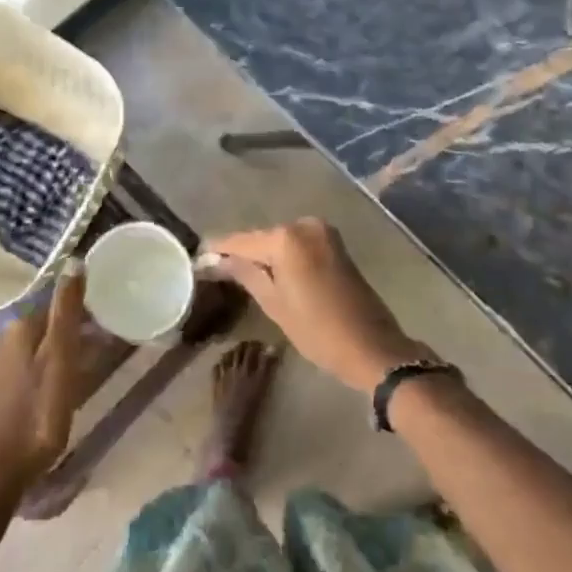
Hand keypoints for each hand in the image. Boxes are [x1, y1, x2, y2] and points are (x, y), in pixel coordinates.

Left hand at [0, 267, 85, 490]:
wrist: (7, 467)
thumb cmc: (41, 408)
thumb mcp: (61, 355)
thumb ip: (67, 308)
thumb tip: (74, 260)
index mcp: (19, 325)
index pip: (57, 304)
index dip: (85, 311)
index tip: (109, 322)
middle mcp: (4, 336)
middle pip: (48, 323)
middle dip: (75, 329)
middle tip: (105, 346)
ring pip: (41, 343)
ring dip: (64, 349)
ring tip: (90, 366)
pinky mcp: (0, 385)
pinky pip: (32, 363)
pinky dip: (51, 365)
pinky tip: (66, 383)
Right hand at [211, 219, 427, 392]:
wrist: (373, 346)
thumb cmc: (318, 331)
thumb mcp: (274, 305)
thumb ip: (245, 274)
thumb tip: (215, 260)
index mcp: (286, 238)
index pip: (241, 240)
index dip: (219, 250)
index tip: (198, 258)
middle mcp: (304, 225)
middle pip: (262, 238)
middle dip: (242, 253)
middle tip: (218, 271)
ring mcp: (322, 232)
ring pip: (280, 241)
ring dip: (264, 255)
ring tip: (241, 276)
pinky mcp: (334, 243)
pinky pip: (298, 244)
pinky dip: (284, 256)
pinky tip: (272, 274)